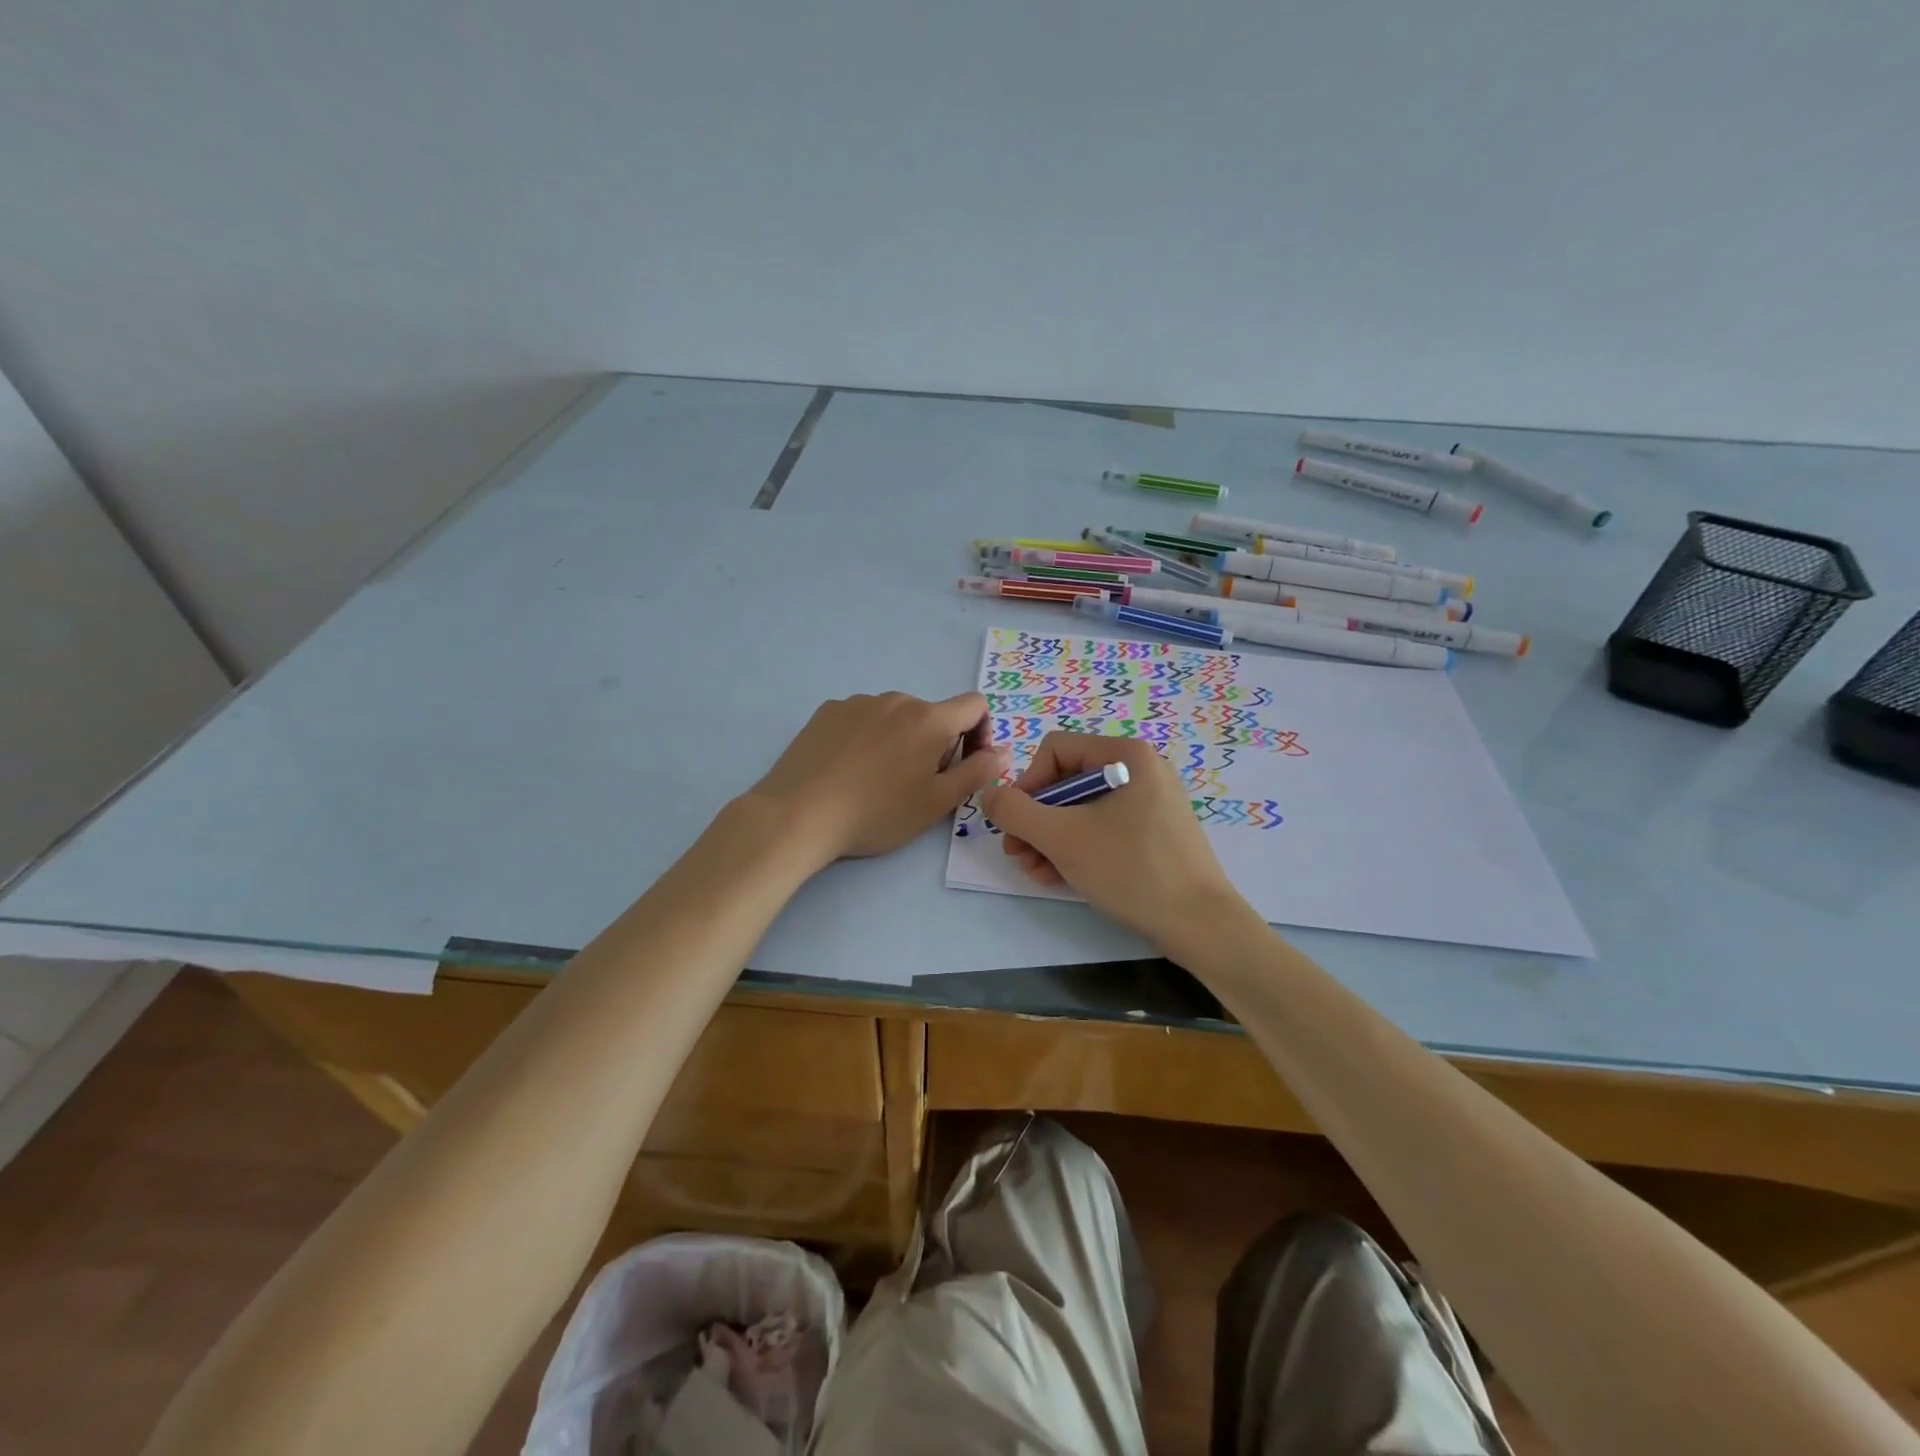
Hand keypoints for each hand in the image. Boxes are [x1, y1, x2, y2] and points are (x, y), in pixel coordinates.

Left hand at [747, 691, 1011, 863]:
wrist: (799, 814)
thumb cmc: (877, 813)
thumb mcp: (937, 803)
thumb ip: (978, 772)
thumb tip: (1003, 751)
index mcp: (929, 718)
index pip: (974, 705)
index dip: (980, 733)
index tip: (964, 765)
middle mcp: (896, 699)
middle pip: (932, 715)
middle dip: (936, 744)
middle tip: (915, 785)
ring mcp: (858, 702)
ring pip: (896, 718)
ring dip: (900, 740)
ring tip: (876, 781)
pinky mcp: (828, 711)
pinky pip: (862, 719)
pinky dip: (867, 738)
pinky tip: (848, 770)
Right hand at [982, 733, 1254, 948]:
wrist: (1200, 924)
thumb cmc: (1130, 870)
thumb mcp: (1062, 838)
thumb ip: (1015, 811)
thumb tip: (989, 794)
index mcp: (1125, 754)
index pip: (1054, 750)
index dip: (1026, 785)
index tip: (1016, 825)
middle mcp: (1140, 768)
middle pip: (1066, 781)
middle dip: (1036, 820)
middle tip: (1018, 855)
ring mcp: (1150, 801)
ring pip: (1082, 808)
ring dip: (1050, 838)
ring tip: (1035, 871)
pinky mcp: (1154, 831)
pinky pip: (1104, 827)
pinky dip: (1077, 847)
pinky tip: (1058, 876)